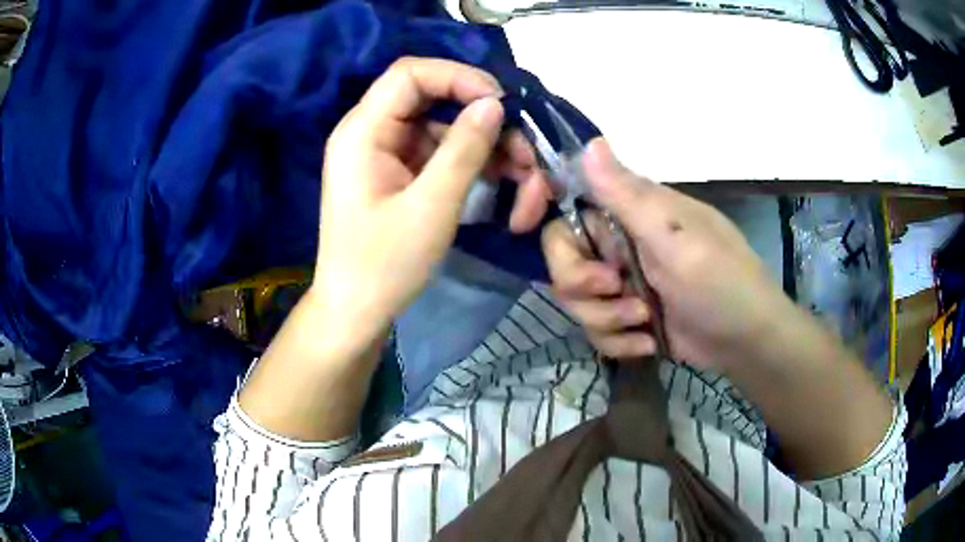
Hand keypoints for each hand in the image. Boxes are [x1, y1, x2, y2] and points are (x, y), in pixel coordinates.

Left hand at [311, 58, 549, 350]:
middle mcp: (371, 133)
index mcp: (363, 132)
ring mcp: (386, 154)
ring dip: (485, 147)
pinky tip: (503, 185)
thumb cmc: (384, 266)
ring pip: (444, 129)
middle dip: (482, 119)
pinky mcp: (399, 175)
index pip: (410, 75)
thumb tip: (494, 104)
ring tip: (526, 178)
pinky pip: (440, 154)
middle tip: (525, 151)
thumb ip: (464, 149)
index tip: (502, 103)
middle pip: (432, 100)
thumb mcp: (431, 207)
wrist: (356, 313)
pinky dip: (472, 165)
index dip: (458, 78)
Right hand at [542, 139, 794, 369]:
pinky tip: (648, 341)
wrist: (746, 342)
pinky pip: (596, 329)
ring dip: (606, 319)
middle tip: (616, 289)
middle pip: (561, 258)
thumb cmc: (722, 282)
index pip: (566, 201)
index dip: (538, 209)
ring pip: (576, 300)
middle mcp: (619, 243)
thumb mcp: (677, 239)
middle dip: (580, 285)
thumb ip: (630, 197)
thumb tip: (590, 142)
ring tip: (645, 323)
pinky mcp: (626, 317)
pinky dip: (619, 342)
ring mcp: (622, 283)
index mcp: (630, 212)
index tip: (521, 225)